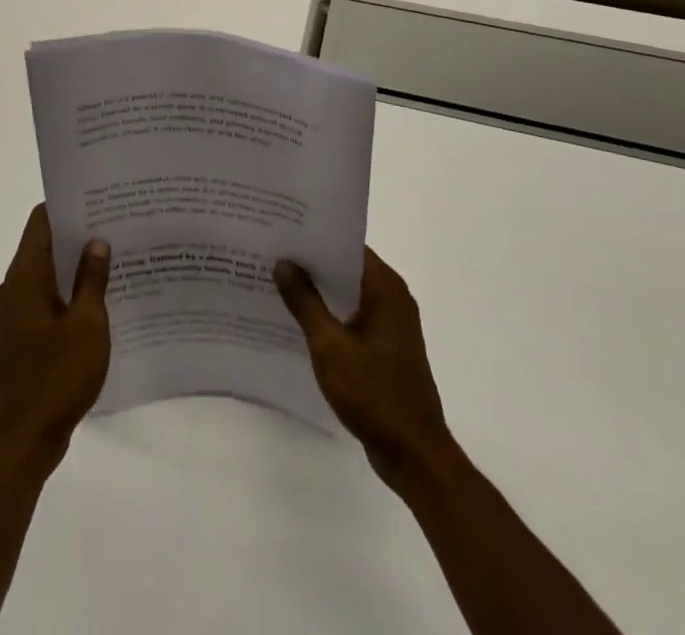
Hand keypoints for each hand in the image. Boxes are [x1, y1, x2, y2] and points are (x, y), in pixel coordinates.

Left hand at [0, 205, 111, 474]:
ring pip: (48, 273)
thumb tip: (96, 241)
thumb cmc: (57, 376)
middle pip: (44, 244)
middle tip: (116, 223)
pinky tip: (102, 297)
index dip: (67, 206)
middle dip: (77, 233)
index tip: (98, 198)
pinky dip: (70, 291)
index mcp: (25, 276)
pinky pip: (48, 299)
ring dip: (75, 265)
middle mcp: (15, 287)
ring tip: (115, 254)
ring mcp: (17, 313)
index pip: (41, 221)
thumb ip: (92, 279)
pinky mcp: (24, 336)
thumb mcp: (87, 324)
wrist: (25, 440)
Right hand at [276, 248, 457, 499]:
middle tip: (270, 252)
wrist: (414, 455)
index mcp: (385, 288)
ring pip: (347, 293)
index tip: (282, 230)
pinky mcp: (384, 348)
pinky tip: (296, 319)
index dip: (315, 237)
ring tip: (276, 280)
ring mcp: (390, 325)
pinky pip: (351, 317)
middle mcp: (392, 298)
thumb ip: (305, 302)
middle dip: (311, 263)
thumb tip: (283, 263)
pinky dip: (328, 314)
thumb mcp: (330, 345)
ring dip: (317, 290)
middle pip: (346, 268)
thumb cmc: (374, 394)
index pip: (347, 246)